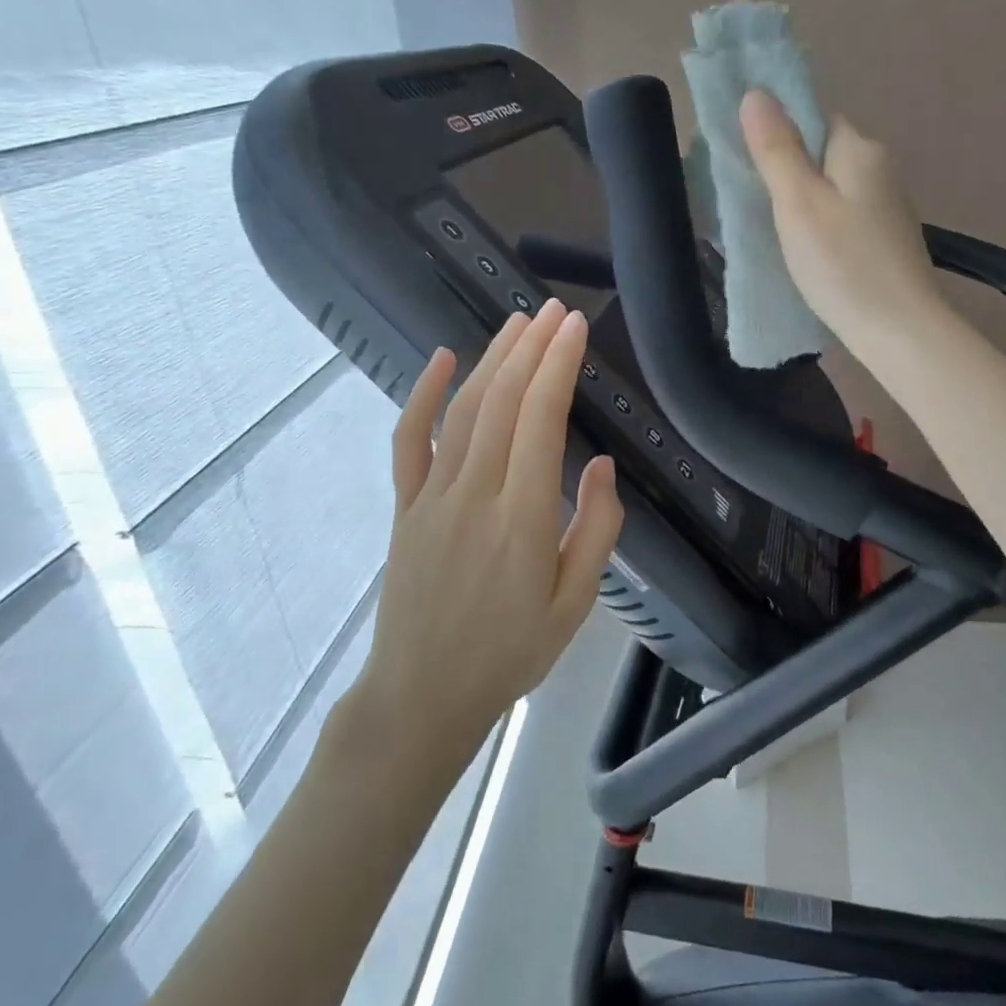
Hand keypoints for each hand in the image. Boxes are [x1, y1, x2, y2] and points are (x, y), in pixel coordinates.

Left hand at [352, 302, 622, 754]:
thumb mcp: (574, 604)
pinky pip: (410, 440)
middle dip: (532, 348)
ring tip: (519, 324)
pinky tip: (443, 359)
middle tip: (555, 310)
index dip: (558, 367)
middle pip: (502, 403)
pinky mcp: (406, 506)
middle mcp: (474, 495)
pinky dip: (423, 394)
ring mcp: (432, 497)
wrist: (421, 695)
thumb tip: (600, 464)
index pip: (540, 421)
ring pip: (463, 411)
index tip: (575, 328)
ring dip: (493, 360)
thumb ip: (595, 529)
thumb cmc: (509, 652)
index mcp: (521, 519)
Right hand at [740, 88, 946, 360]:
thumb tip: (757, 93)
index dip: (780, 137)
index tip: (752, 170)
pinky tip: (812, 256)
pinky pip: (845, 217)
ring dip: (805, 205)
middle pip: (822, 155)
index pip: (813, 119)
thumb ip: (777, 149)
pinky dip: (824, 228)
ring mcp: (889, 206)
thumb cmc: (843, 264)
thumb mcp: (798, 204)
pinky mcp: (889, 239)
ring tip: (780, 237)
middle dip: (789, 175)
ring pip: (833, 189)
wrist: (901, 331)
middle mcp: (881, 168)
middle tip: (759, 209)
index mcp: (860, 149)